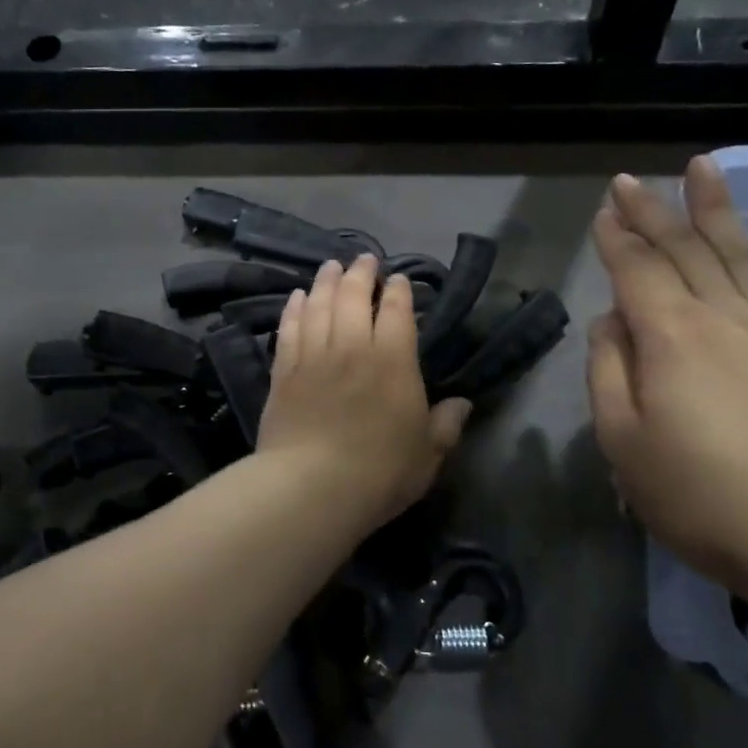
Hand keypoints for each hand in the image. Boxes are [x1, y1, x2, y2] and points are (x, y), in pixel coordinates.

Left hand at [257, 254, 472, 535]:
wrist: (311, 488)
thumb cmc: (380, 473)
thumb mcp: (427, 454)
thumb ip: (446, 425)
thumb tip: (463, 404)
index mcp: (394, 361)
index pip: (397, 311)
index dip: (398, 290)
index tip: (397, 279)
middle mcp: (353, 347)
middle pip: (353, 296)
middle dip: (361, 273)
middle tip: (364, 259)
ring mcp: (314, 356)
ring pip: (319, 305)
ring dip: (326, 281)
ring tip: (331, 266)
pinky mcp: (284, 372)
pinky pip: (289, 328)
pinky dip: (294, 308)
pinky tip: (298, 297)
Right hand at [587, 159, 747, 596]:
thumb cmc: (704, 496)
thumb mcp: (625, 442)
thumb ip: (608, 373)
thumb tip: (611, 324)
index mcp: (669, 335)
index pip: (636, 270)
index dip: (616, 239)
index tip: (603, 210)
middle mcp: (716, 319)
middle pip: (682, 250)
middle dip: (652, 212)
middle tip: (630, 180)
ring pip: (729, 255)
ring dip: (710, 211)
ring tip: (702, 170)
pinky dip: (738, 250)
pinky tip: (733, 250)